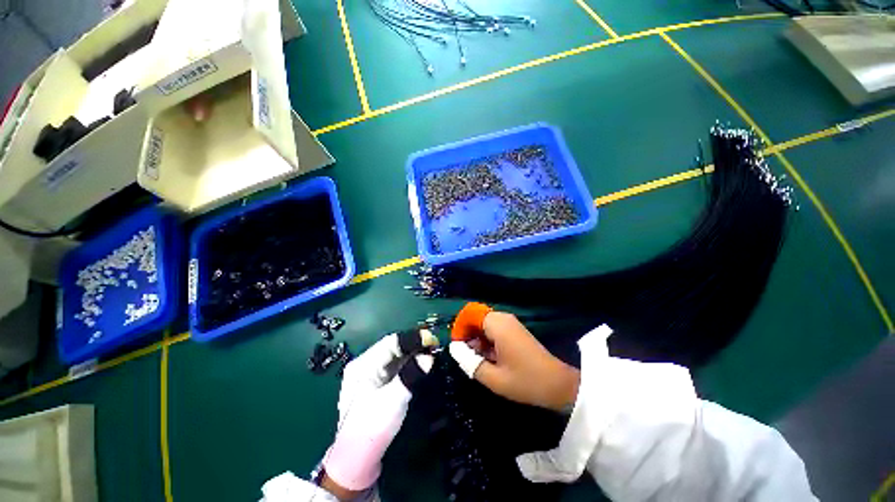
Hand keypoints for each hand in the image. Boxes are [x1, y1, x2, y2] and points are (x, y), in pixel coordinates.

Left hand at [322, 330, 435, 498]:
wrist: (356, 462)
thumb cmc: (371, 428)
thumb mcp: (392, 399)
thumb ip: (411, 375)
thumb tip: (429, 357)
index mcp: (363, 364)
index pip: (391, 342)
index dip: (413, 338)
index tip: (433, 339)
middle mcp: (365, 365)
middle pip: (393, 348)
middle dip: (414, 345)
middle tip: (435, 346)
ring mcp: (370, 375)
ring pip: (395, 357)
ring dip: (413, 353)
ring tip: (431, 352)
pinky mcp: (377, 385)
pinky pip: (395, 368)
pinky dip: (409, 364)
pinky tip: (420, 364)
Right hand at [449, 311, 579, 411]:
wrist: (558, 384)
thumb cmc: (525, 381)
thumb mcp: (493, 378)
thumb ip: (470, 361)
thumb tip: (454, 348)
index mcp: (497, 324)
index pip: (470, 314)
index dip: (460, 327)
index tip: (457, 347)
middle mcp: (503, 318)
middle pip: (476, 318)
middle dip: (468, 335)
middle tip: (465, 357)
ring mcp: (510, 324)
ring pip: (484, 325)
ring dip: (477, 339)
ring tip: (476, 360)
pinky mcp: (514, 331)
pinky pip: (493, 330)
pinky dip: (486, 341)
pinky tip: (489, 359)